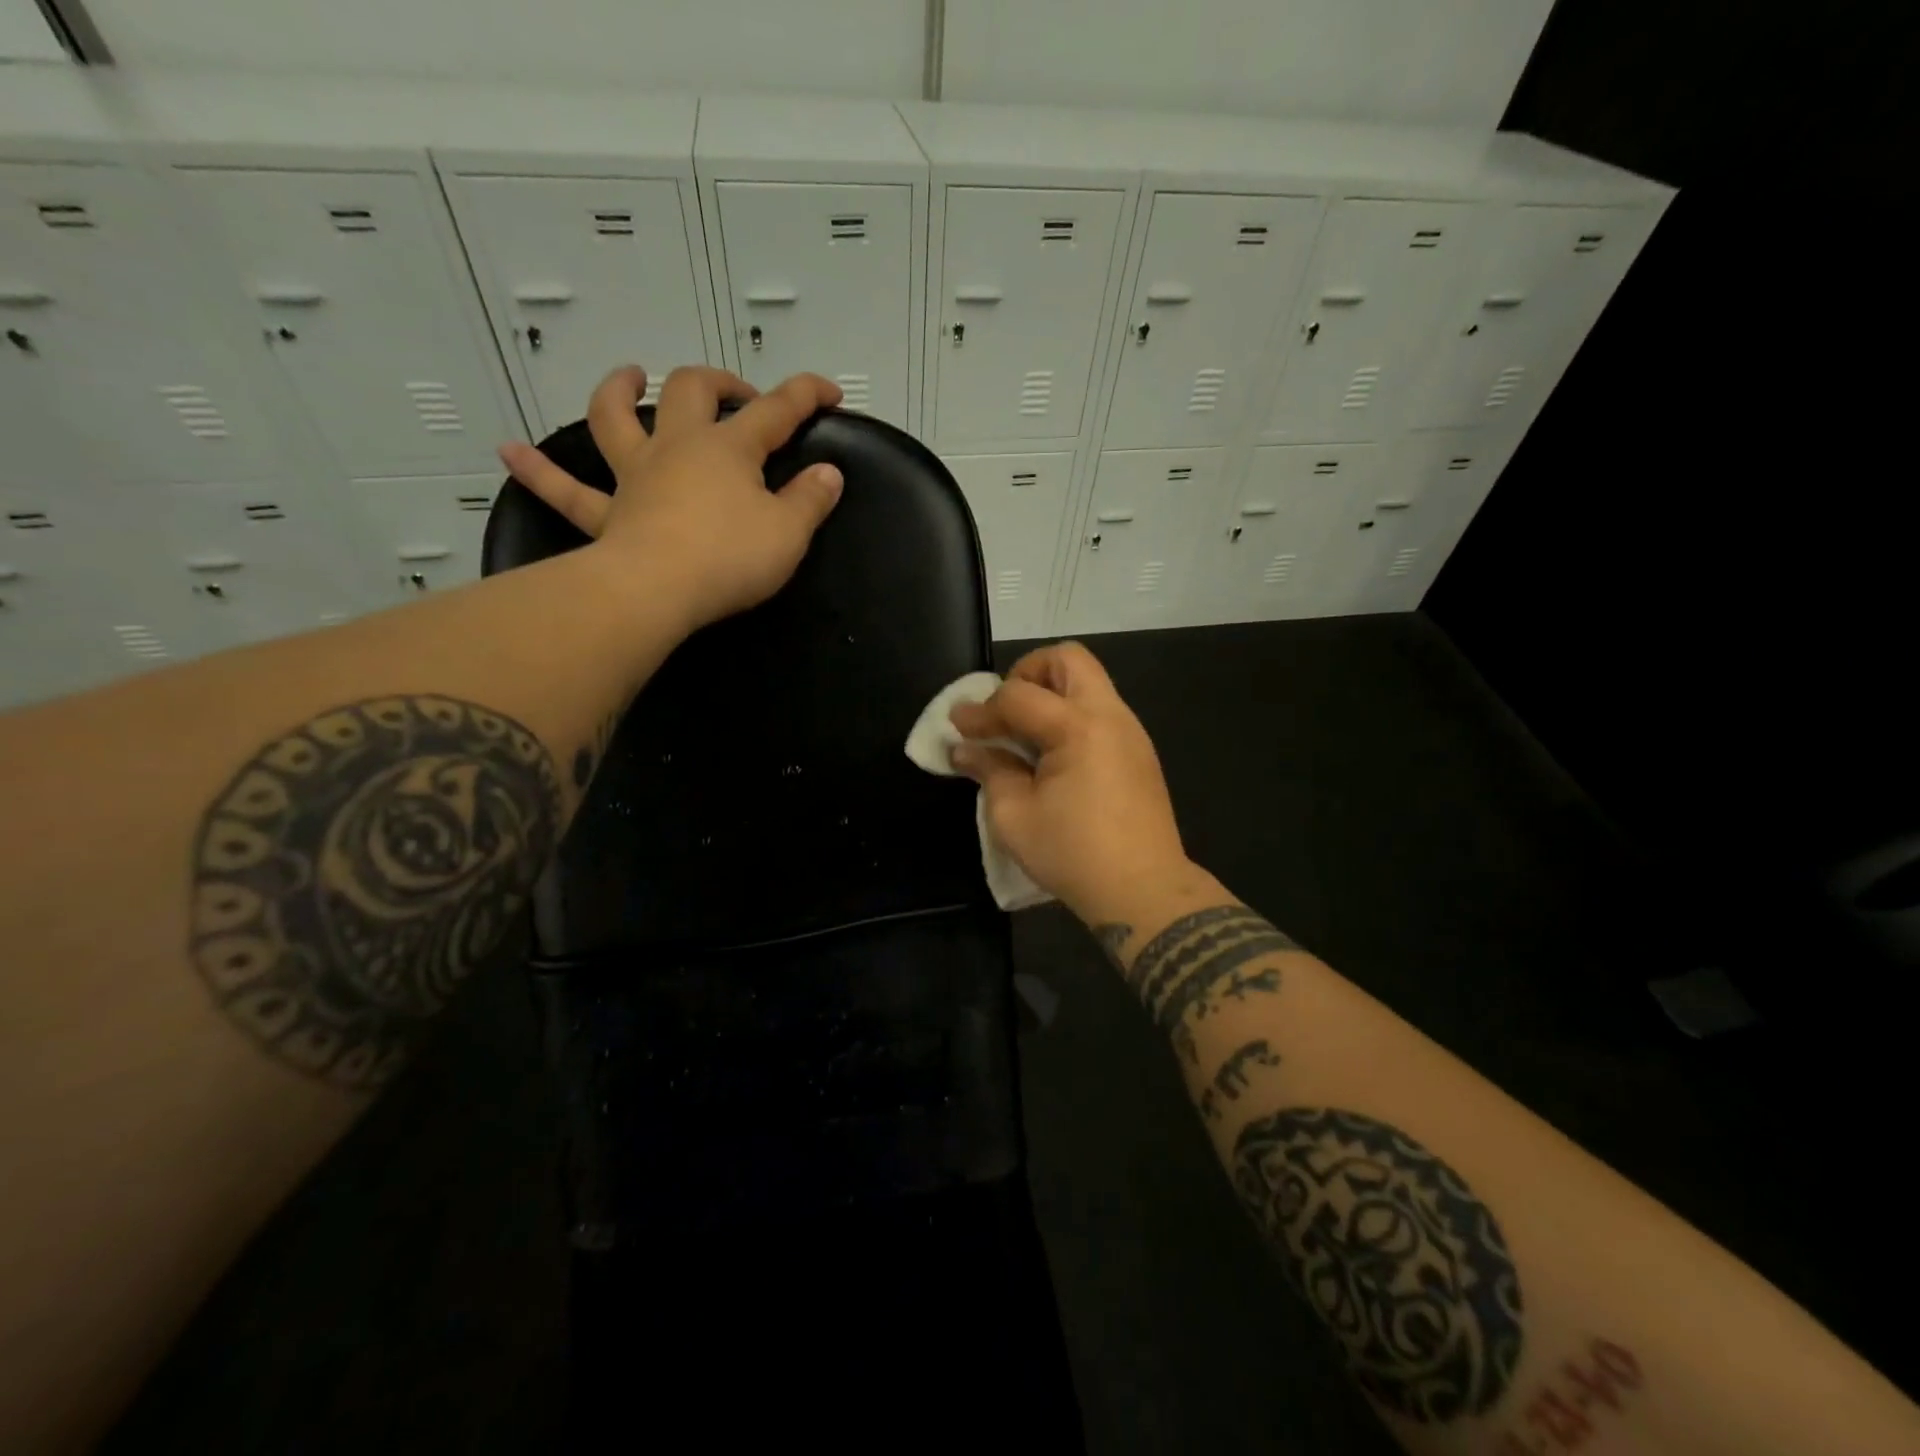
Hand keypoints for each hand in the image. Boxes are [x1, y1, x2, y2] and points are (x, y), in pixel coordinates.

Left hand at [498, 365, 844, 630]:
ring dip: (618, 391)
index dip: (806, 395)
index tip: (829, 393)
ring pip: (615, 419)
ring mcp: (636, 477)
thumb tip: (828, 473)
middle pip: (690, 392)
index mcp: (728, 449)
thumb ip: (811, 500)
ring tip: (627, 376)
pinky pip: (567, 491)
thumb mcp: (789, 533)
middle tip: (734, 393)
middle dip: (717, 382)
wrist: (657, 592)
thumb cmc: (730, 558)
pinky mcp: (608, 515)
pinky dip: (538, 471)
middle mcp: (677, 448)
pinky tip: (509, 452)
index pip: (775, 411)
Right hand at [949, 642, 1194, 923]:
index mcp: (1078, 727)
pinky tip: (1052, 755)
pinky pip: (1100, 711)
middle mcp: (1110, 716)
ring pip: (1088, 683)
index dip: (981, 710)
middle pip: (1068, 659)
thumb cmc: (1073, 854)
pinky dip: (1070, 716)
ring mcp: (1131, 732)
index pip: (1018, 696)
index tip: (957, 727)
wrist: (1145, 890)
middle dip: (1027, 673)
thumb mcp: (1014, 816)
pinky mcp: (1139, 753)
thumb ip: (989, 771)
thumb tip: (964, 750)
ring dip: (1051, 694)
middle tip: (1005, 710)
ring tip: (1024, 734)